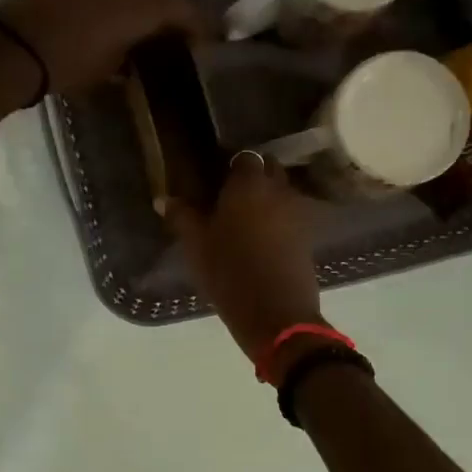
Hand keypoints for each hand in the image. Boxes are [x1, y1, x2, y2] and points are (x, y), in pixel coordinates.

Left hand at [0, 0, 202, 94]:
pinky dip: (111, 2)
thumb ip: (129, 56)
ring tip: (142, 29)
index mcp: (138, 3)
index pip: (180, 7)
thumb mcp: (107, 69)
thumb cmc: (67, 64)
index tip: (206, 40)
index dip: (197, 24)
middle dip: (169, 11)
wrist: (12, 47)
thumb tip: (136, 55)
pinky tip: (106, 21)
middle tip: (176, 34)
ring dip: (139, 4)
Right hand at [165, 152, 323, 362]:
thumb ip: (181, 216)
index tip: (215, 179)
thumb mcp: (196, 246)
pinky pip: (291, 216)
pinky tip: (262, 238)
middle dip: (253, 176)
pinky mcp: (308, 237)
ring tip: (245, 218)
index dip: (230, 165)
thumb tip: (163, 198)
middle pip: (269, 169)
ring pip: (282, 192)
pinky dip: (279, 220)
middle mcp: (278, 190)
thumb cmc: (229, 273)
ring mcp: (298, 213)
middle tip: (230, 196)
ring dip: (268, 198)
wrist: (276, 314)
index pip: (243, 157)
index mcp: (248, 184)